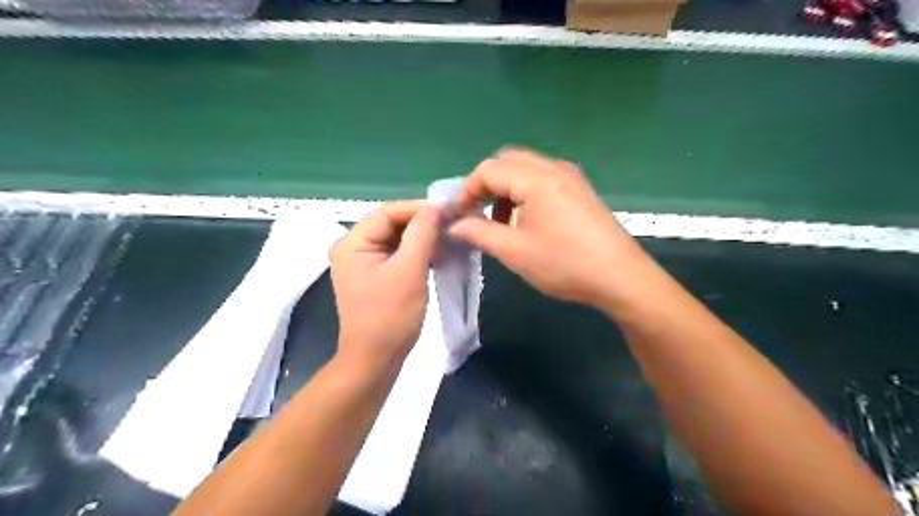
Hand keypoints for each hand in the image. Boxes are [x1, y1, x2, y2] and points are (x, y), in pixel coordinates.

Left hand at [330, 200, 441, 366]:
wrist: (376, 360)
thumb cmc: (390, 316)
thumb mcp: (409, 270)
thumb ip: (422, 234)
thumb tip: (437, 208)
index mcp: (352, 243)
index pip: (388, 212)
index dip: (419, 208)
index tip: (449, 210)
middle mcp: (353, 248)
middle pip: (392, 224)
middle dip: (422, 223)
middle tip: (452, 223)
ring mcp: (364, 263)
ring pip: (397, 239)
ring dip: (422, 237)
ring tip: (449, 237)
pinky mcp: (375, 276)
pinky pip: (398, 255)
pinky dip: (417, 252)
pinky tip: (437, 254)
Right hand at [448, 147, 652, 308]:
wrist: (621, 278)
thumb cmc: (565, 264)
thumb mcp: (515, 252)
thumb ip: (480, 233)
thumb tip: (455, 225)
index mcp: (537, 179)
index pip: (489, 170)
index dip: (467, 190)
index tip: (457, 215)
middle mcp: (554, 168)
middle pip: (507, 161)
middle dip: (485, 185)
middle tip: (475, 213)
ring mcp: (570, 177)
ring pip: (525, 169)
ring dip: (504, 188)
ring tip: (499, 221)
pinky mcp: (579, 190)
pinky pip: (542, 179)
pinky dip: (523, 192)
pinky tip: (525, 220)